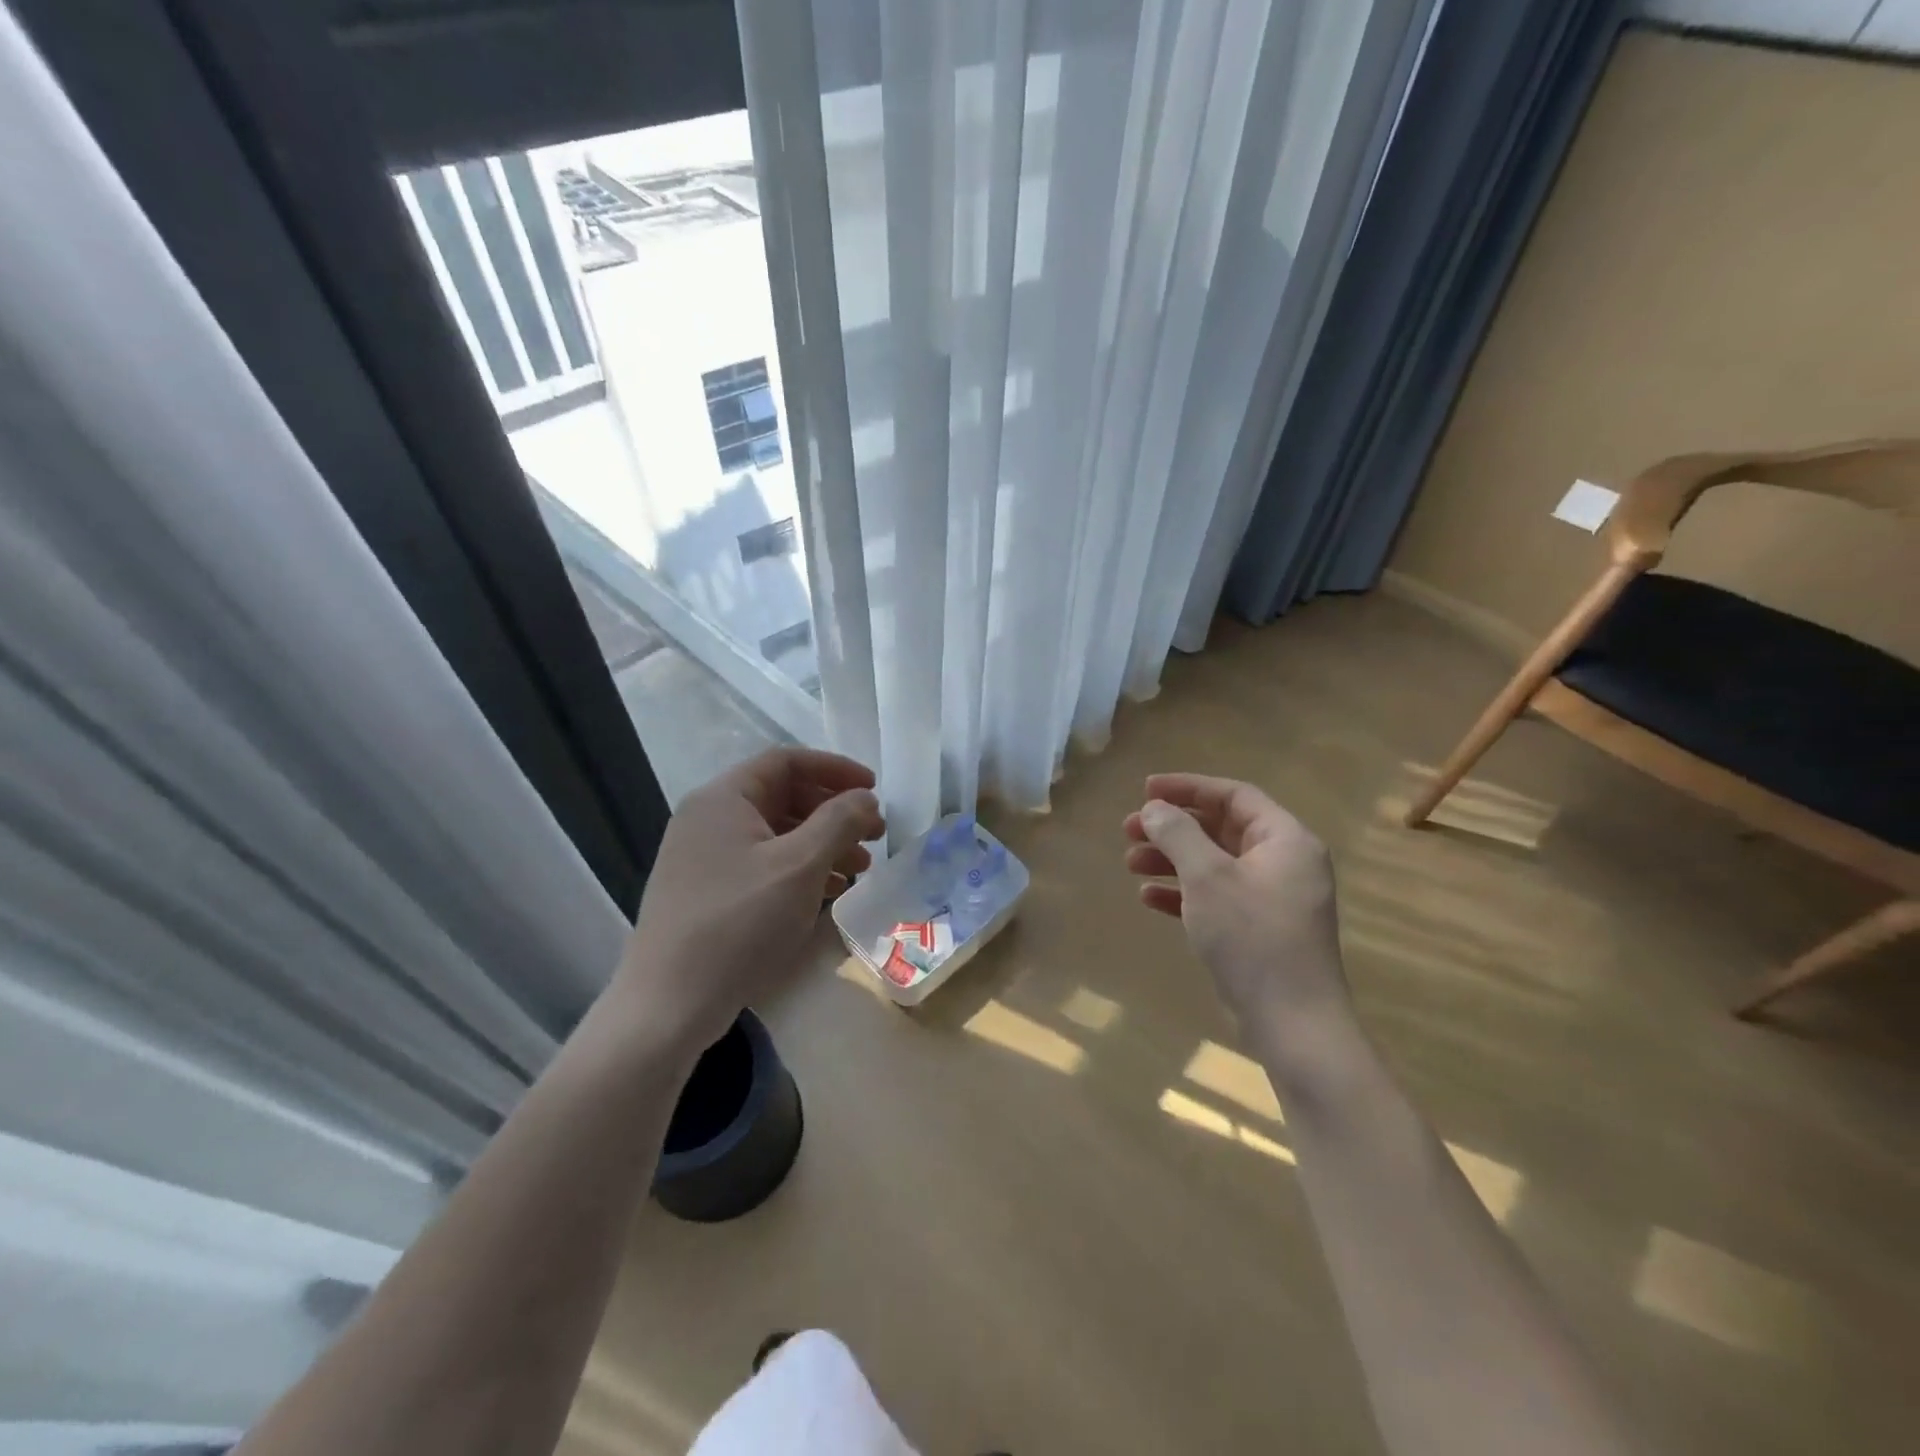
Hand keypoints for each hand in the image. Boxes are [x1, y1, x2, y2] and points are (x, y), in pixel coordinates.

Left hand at [616, 748, 884, 1050]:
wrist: (670, 1005)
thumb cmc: (739, 923)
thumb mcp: (799, 866)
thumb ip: (839, 821)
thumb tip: (864, 798)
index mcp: (723, 799)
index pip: (786, 761)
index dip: (835, 769)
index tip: (874, 790)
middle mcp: (708, 819)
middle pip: (782, 795)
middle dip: (834, 811)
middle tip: (875, 834)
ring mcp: (703, 857)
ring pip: (775, 833)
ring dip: (822, 843)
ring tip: (860, 869)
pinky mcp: (706, 891)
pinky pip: (762, 864)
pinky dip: (799, 869)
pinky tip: (828, 892)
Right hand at [1124, 773, 1349, 1042]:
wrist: (1293, 1023)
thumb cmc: (1252, 937)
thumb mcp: (1208, 877)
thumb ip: (1178, 834)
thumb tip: (1154, 808)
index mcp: (1285, 839)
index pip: (1234, 795)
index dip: (1188, 787)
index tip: (1145, 790)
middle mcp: (1284, 862)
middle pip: (1221, 828)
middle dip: (1173, 827)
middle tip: (1130, 830)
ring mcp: (1272, 898)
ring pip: (1214, 863)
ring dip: (1171, 859)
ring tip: (1130, 863)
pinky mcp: (1259, 930)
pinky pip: (1216, 896)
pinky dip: (1183, 892)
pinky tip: (1148, 897)